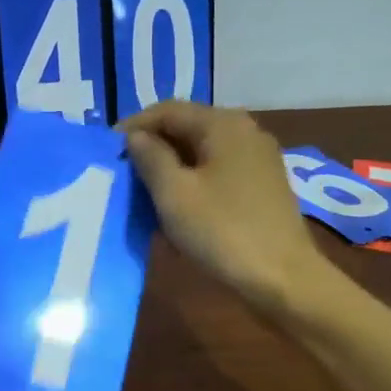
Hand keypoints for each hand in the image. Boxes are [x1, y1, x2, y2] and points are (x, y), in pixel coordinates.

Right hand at [122, 100, 327, 315]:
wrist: (284, 279)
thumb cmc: (223, 232)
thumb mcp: (174, 194)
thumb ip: (150, 158)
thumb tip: (136, 137)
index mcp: (224, 124)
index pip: (168, 110)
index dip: (134, 126)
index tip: (107, 151)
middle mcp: (245, 132)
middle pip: (187, 129)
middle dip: (153, 150)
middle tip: (123, 175)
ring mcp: (258, 160)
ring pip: (202, 154)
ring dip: (172, 170)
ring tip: (144, 195)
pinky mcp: (263, 186)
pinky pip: (218, 174)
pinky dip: (194, 185)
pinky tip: (177, 211)